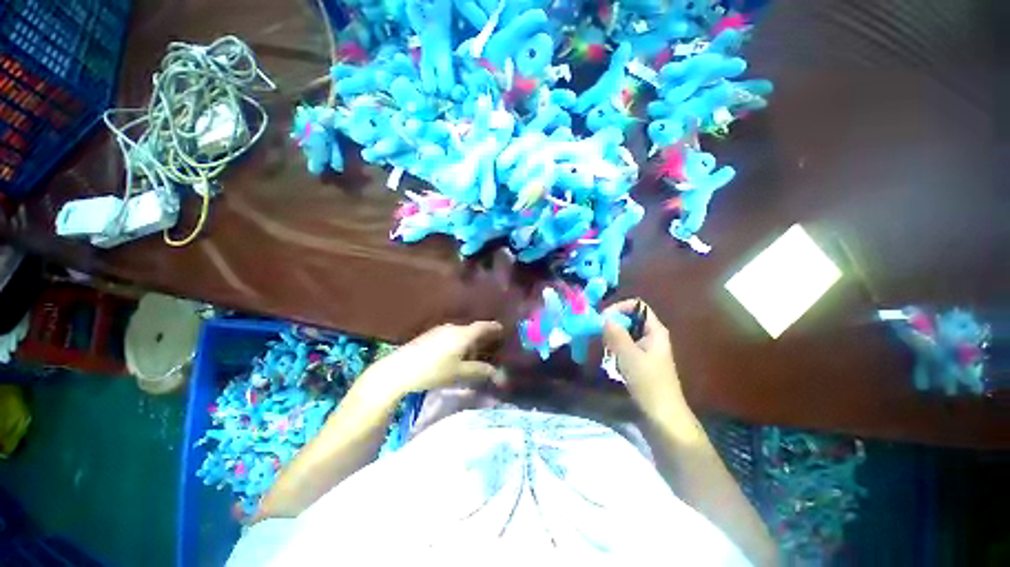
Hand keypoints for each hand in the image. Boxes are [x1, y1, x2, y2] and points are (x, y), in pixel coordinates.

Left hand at [361, 321, 504, 401]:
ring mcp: (439, 330)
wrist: (399, 369)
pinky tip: (451, 355)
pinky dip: (456, 343)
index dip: (493, 327)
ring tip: (468, 356)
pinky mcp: (429, 335)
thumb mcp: (459, 373)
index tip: (501, 328)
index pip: (482, 326)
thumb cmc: (433, 370)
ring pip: (459, 333)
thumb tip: (497, 373)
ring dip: (467, 342)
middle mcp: (452, 328)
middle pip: (471, 330)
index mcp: (463, 334)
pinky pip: (449, 336)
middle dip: (480, 339)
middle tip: (486, 350)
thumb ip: (479, 371)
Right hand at [602, 300, 688, 421]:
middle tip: (599, 334)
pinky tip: (611, 360)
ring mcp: (647, 348)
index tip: (602, 318)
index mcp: (655, 331)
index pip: (637, 306)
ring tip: (604, 348)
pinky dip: (615, 348)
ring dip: (613, 337)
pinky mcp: (641, 360)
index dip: (619, 308)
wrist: (663, 416)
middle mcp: (652, 336)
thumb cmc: (649, 383)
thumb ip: (616, 335)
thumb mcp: (630, 357)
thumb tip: (604, 318)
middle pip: (630, 319)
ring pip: (625, 333)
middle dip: (613, 324)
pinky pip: (625, 346)